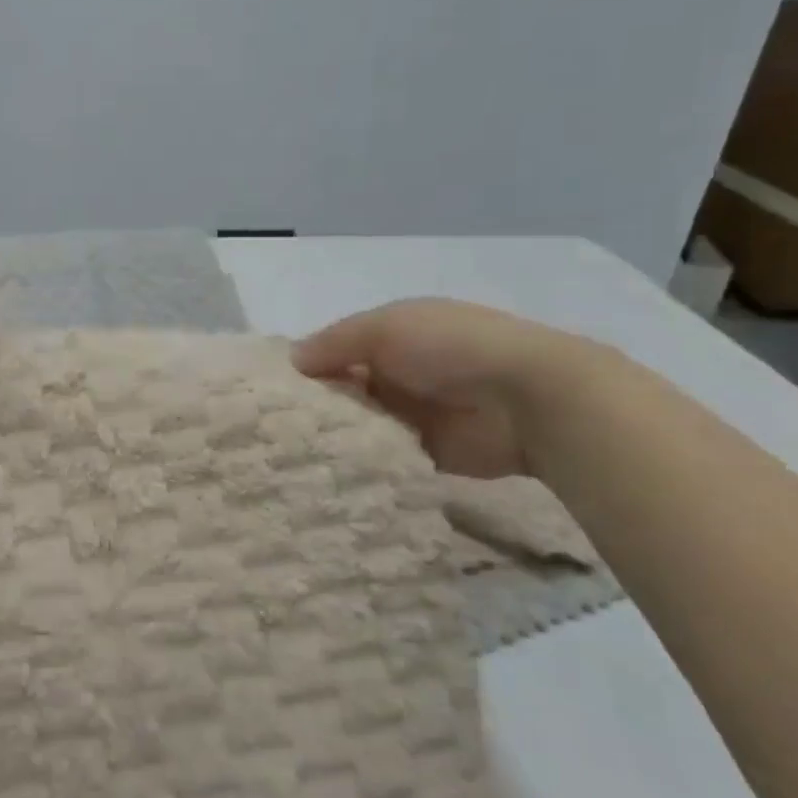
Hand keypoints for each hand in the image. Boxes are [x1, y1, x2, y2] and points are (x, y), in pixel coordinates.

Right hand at [292, 298, 594, 477]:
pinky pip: (382, 458)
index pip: (333, 351)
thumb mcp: (384, 327)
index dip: (305, 367)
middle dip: (314, 406)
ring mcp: (411, 416)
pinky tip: (323, 471)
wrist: (529, 398)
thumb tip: (291, 360)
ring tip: (288, 453)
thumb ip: (334, 342)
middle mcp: (396, 374)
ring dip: (335, 436)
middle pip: (343, 391)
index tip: (268, 390)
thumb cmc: (450, 348)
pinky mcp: (424, 455)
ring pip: (358, 426)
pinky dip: (360, 462)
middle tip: (273, 428)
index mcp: (389, 337)